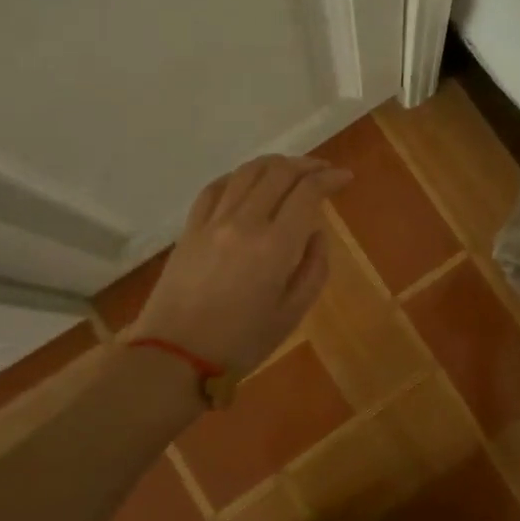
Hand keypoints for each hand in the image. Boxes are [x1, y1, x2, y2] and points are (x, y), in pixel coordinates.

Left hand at [131, 154, 352, 375]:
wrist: (174, 357)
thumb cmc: (241, 343)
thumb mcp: (292, 314)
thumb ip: (313, 268)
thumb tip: (315, 233)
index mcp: (275, 246)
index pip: (307, 192)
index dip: (330, 178)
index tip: (345, 178)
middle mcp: (245, 222)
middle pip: (279, 172)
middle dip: (307, 165)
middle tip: (324, 170)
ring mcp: (213, 221)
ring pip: (247, 172)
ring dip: (275, 163)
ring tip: (292, 168)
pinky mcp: (190, 228)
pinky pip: (216, 187)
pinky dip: (238, 176)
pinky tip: (248, 181)